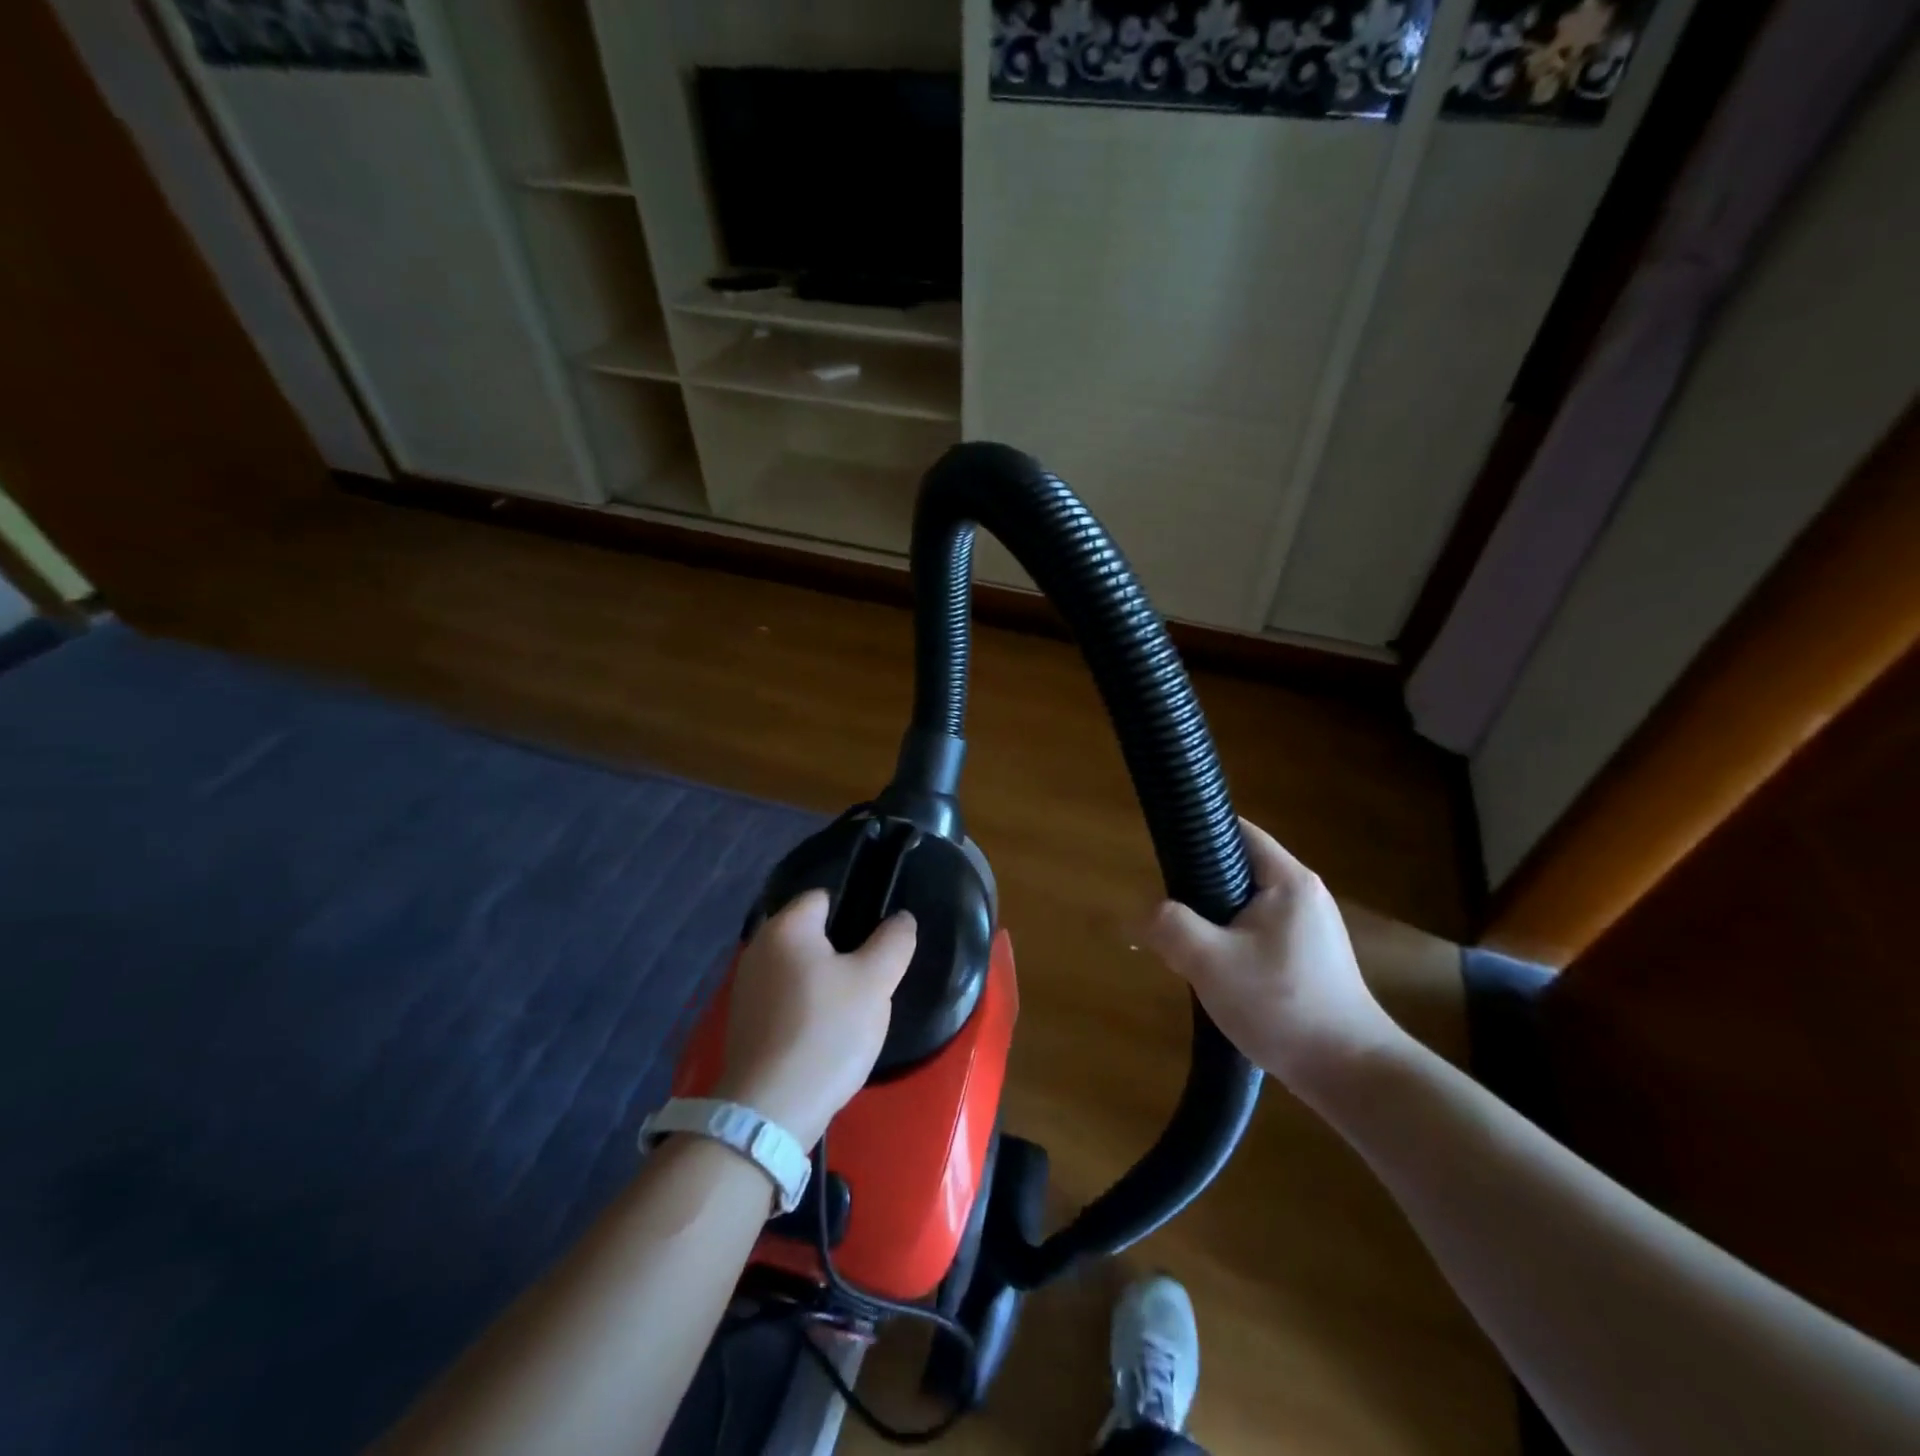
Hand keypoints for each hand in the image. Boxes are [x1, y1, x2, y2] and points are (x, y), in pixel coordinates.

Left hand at [716, 890, 916, 1146]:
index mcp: (786, 927)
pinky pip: (785, 999)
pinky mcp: (745, 1023)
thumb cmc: (826, 1032)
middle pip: (810, 934)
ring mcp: (746, 988)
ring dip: (824, 981)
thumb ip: (893, 942)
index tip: (878, 940)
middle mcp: (758, 948)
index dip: (855, 911)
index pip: (824, 896)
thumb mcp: (874, 983)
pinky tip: (826, 1033)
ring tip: (853, 1008)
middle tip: (872, 976)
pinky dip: (806, 1007)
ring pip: (798, 969)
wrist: (770, 1112)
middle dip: (842, 950)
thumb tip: (901, 919)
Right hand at [1144, 819, 1400, 1094]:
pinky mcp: (1311, 958)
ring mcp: (1312, 928)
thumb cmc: (1281, 1005)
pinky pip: (1260, 933)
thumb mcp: (1210, 962)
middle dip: (1200, 888)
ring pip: (1247, 906)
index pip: (1238, 831)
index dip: (1198, 834)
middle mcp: (1305, 894)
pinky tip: (1219, 973)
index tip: (1164, 857)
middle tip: (1171, 916)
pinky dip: (1234, 942)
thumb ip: (1169, 926)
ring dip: (1214, 921)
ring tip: (1189, 949)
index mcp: (1288, 880)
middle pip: (1239, 869)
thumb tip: (1139, 915)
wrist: (1350, 1074)